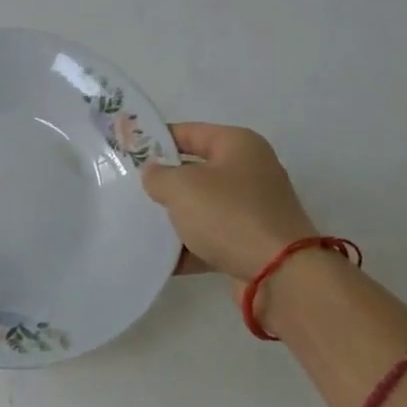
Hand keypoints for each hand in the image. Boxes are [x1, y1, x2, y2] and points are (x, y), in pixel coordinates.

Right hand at [141, 123, 317, 281]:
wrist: (280, 275)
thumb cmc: (229, 215)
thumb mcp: (181, 187)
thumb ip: (158, 175)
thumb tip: (153, 173)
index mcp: (238, 145)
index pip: (188, 132)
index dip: (156, 139)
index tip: (126, 151)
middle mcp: (250, 171)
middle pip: (195, 170)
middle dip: (164, 181)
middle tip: (129, 189)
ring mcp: (252, 208)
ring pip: (202, 206)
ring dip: (175, 217)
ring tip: (139, 223)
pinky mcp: (251, 242)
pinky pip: (211, 238)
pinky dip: (188, 246)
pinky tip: (159, 257)